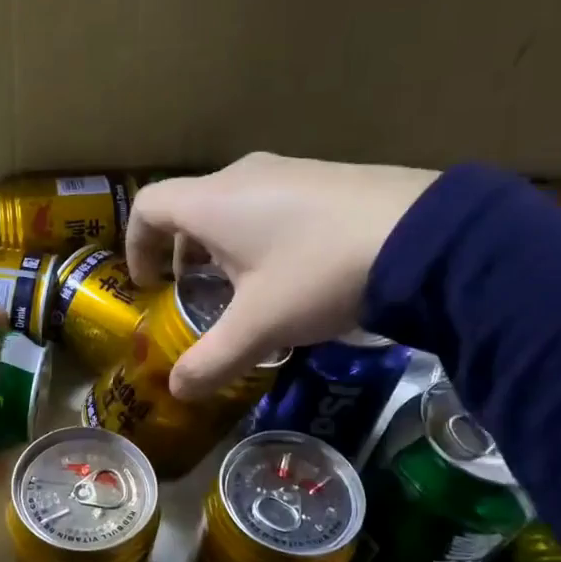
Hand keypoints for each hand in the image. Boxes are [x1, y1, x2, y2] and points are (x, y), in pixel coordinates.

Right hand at [126, 153, 438, 399]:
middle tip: (192, 294)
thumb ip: (212, 360)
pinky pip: (269, 204)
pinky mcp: (325, 179)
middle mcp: (243, 175)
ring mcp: (288, 171)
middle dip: (180, 252)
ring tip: (241, 289)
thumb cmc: (318, 274)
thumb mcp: (260, 327)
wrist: (425, 237)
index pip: (148, 207)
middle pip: (189, 207)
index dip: (135, 245)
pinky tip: (289, 272)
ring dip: (221, 246)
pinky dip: (258, 236)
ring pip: (231, 206)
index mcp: (213, 202)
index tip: (146, 284)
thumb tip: (177, 391)